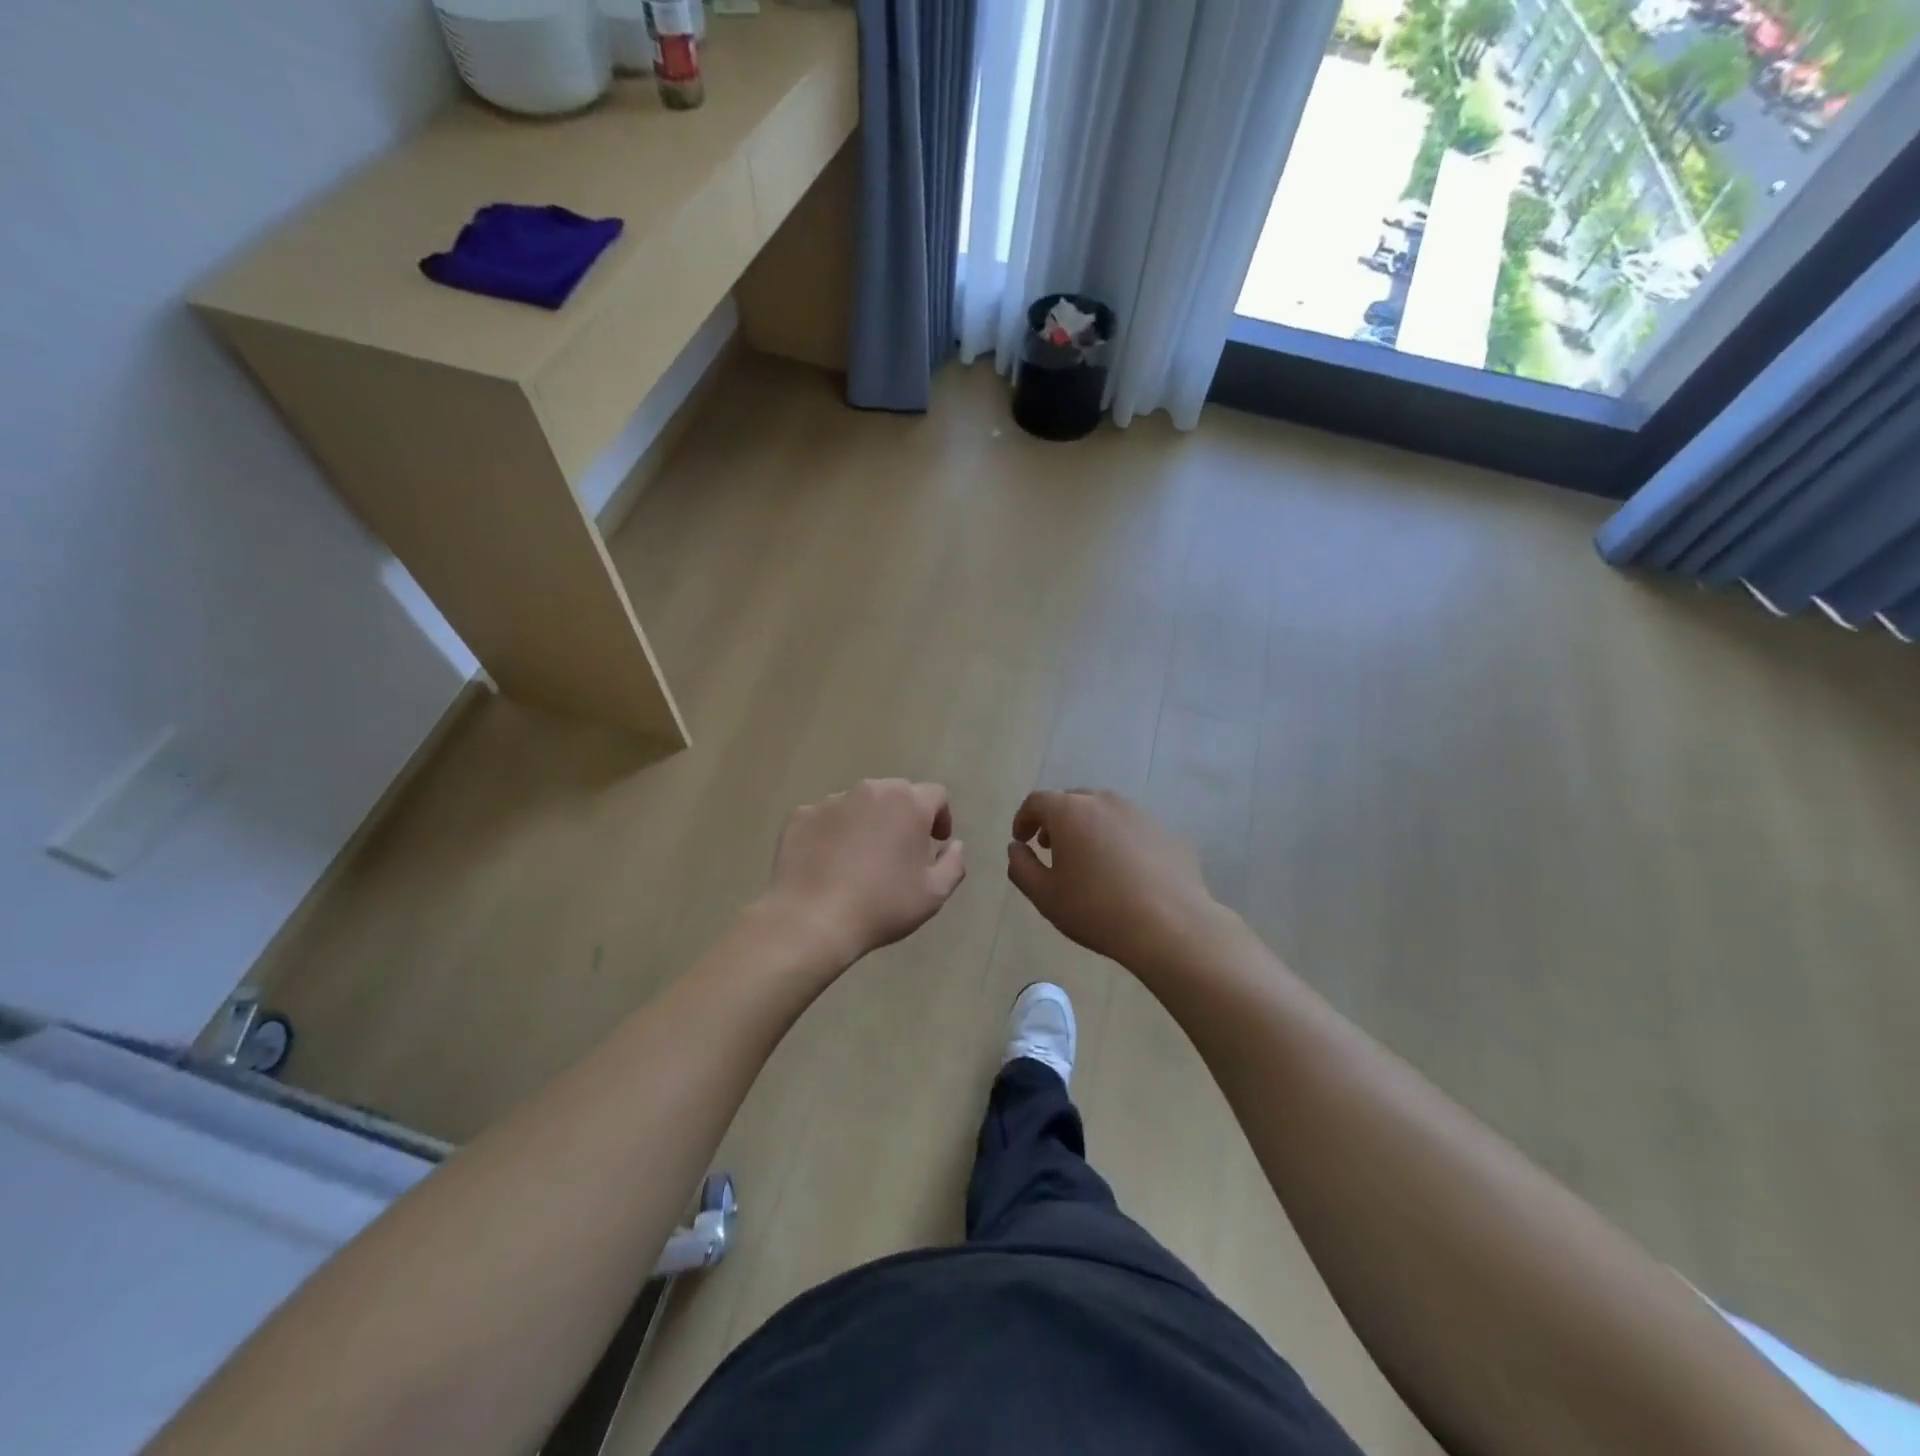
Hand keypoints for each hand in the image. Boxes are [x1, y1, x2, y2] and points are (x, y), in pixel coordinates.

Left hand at [765, 779, 965, 967]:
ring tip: (860, 858)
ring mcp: (832, 801)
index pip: (936, 794)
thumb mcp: (934, 894)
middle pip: (896, 793)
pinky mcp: (801, 816)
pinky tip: (828, 863)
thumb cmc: (882, 906)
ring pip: (859, 803)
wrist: (811, 919)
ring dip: (867, 821)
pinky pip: (826, 818)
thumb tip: (955, 845)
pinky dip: (833, 832)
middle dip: (904, 815)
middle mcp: (871, 791)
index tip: (935, 842)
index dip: (941, 816)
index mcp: (909, 804)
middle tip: (900, 850)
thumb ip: (953, 863)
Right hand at [1007, 790, 1220, 970]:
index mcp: (1070, 812)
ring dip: (1089, 828)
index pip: (1037, 801)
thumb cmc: (1096, 910)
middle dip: (1056, 820)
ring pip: (1105, 812)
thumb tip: (1016, 847)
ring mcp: (1140, 814)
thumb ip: (1021, 867)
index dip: (1024, 818)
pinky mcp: (1166, 832)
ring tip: (1088, 860)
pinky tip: (1124, 873)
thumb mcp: (1045, 896)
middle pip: (1072, 800)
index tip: (1022, 840)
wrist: (1170, 926)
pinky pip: (1132, 829)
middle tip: (1051, 848)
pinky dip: (1119, 841)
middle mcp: (1104, 802)